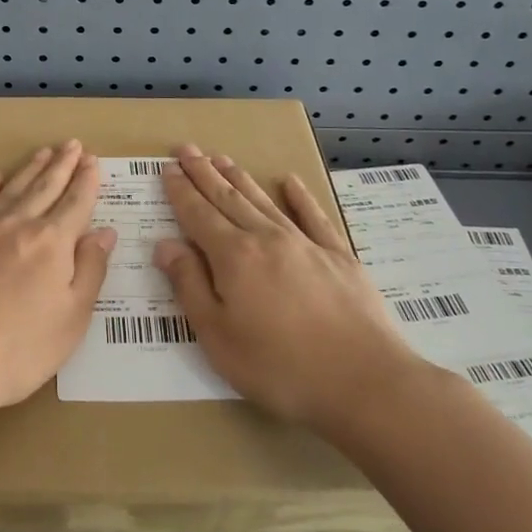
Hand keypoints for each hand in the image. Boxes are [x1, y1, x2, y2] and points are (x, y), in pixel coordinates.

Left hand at [0, 140, 113, 430]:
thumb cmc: (14, 352)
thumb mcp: (71, 321)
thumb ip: (90, 272)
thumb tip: (104, 232)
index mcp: (51, 243)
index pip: (76, 204)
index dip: (87, 181)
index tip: (93, 161)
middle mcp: (16, 224)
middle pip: (45, 188)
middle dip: (62, 165)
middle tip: (73, 144)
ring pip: (10, 188)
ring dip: (30, 169)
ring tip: (43, 152)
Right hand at [154, 145, 417, 431]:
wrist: (366, 382)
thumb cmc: (281, 368)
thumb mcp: (219, 337)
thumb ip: (190, 286)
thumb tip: (165, 244)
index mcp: (234, 257)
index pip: (198, 214)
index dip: (181, 191)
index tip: (168, 168)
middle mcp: (266, 238)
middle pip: (228, 198)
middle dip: (204, 173)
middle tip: (187, 149)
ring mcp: (306, 244)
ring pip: (264, 201)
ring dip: (240, 178)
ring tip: (222, 158)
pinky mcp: (340, 257)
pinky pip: (314, 216)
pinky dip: (300, 197)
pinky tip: (290, 181)